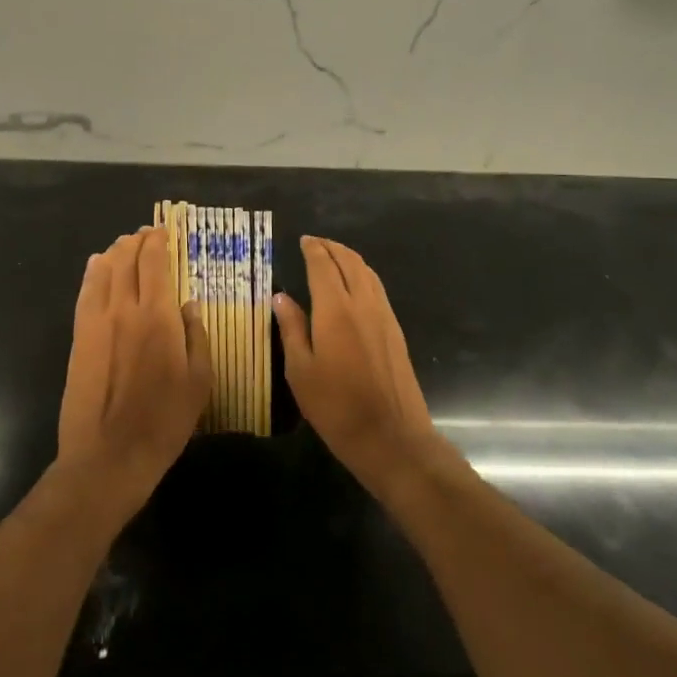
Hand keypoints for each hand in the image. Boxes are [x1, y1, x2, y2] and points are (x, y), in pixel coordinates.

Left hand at [56, 226, 212, 522]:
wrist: (109, 455)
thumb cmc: (164, 421)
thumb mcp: (200, 381)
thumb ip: (197, 336)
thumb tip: (189, 305)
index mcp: (157, 317)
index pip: (154, 263)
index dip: (158, 242)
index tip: (164, 231)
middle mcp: (123, 309)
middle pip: (126, 260)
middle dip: (136, 241)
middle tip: (146, 235)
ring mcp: (95, 322)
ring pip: (102, 271)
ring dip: (115, 252)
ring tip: (124, 245)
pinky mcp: (78, 338)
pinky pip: (85, 293)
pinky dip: (93, 273)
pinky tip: (97, 266)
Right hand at [272, 237, 442, 488]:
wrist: (391, 437)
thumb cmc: (336, 407)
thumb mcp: (300, 371)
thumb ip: (292, 329)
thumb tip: (281, 297)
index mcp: (336, 310)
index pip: (324, 266)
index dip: (313, 249)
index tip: (303, 240)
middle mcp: (363, 304)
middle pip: (350, 262)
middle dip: (332, 248)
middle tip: (316, 243)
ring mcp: (384, 317)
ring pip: (368, 274)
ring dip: (350, 259)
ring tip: (333, 257)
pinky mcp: (396, 332)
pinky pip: (378, 290)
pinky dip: (363, 276)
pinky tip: (355, 286)